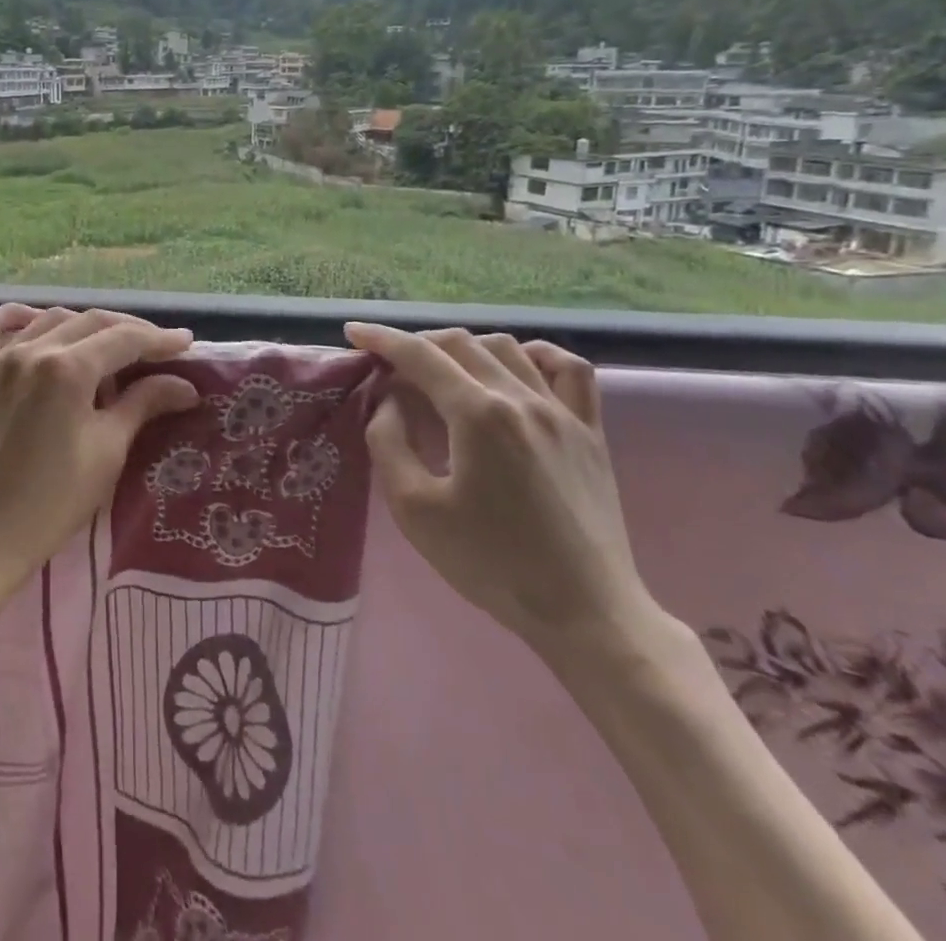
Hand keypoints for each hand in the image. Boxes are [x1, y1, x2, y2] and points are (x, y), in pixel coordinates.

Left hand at [0, 305, 200, 602]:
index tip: (185, 343)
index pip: (124, 340)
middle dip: (128, 330)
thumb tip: (185, 385)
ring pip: (47, 320)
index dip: (159, 339)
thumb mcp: (106, 452)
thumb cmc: (50, 503)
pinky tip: (32, 322)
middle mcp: (31, 350)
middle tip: (156, 347)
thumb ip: (142, 405)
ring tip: (105, 345)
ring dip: (82, 325)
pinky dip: (14, 317)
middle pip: (89, 322)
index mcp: (68, 369)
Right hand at [345, 323, 660, 653]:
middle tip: (390, 364)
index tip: (354, 333)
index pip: (420, 356)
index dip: (382, 339)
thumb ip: (389, 443)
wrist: (584, 612)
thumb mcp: (414, 510)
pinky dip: (536, 355)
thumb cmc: (491, 563)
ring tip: (442, 369)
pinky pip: (569, 369)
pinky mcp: (591, 432)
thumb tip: (390, 401)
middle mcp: (522, 399)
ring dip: (465, 347)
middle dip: (418, 343)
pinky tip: (517, 366)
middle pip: (461, 344)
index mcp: (478, 414)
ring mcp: (563, 412)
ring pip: (508, 348)